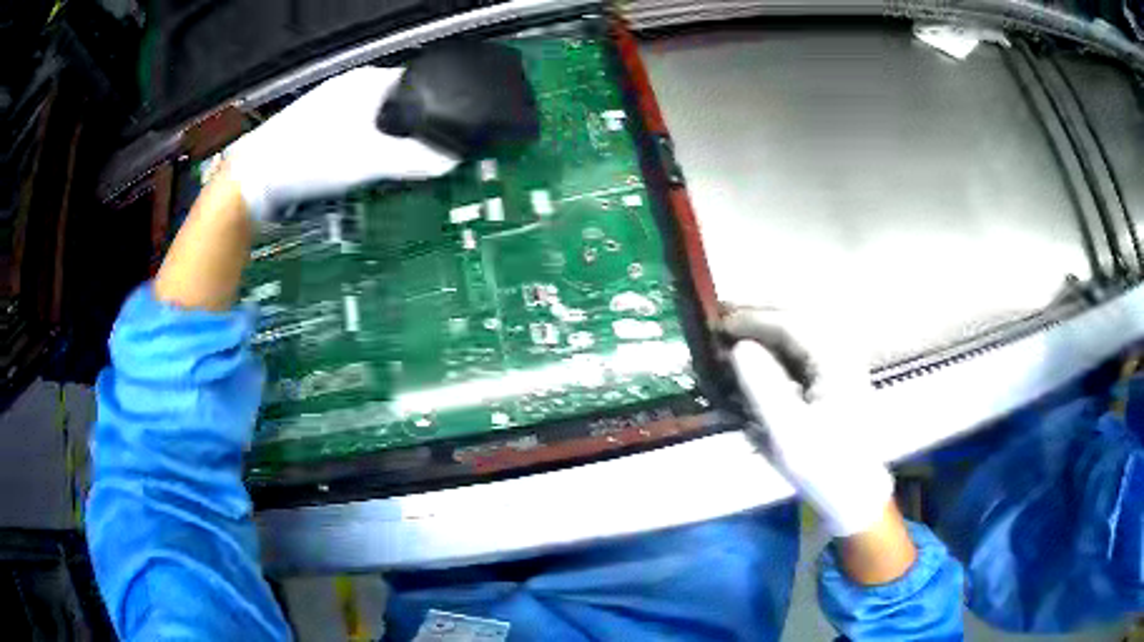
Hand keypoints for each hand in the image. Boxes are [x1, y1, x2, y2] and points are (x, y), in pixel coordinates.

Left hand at [227, 66, 458, 218]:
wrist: (254, 180)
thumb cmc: (303, 158)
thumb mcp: (366, 160)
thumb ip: (413, 159)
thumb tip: (449, 161)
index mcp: (365, 82)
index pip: (419, 82)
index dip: (439, 105)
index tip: (448, 129)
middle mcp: (349, 88)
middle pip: (399, 102)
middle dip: (414, 127)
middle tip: (423, 154)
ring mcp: (332, 107)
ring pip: (377, 119)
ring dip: (389, 140)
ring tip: (391, 163)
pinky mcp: (320, 128)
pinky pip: (357, 133)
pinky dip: (367, 148)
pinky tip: (362, 167)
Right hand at [722, 306, 893, 537]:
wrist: (855, 494)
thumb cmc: (823, 466)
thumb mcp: (788, 433)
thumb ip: (763, 387)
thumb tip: (739, 348)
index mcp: (834, 362)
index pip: (790, 323)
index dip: (752, 319)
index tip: (719, 324)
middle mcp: (841, 354)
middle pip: (798, 318)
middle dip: (760, 313)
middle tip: (724, 316)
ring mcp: (841, 365)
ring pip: (802, 331)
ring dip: (770, 326)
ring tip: (739, 330)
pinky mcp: (837, 380)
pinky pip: (806, 349)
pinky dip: (781, 345)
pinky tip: (764, 354)